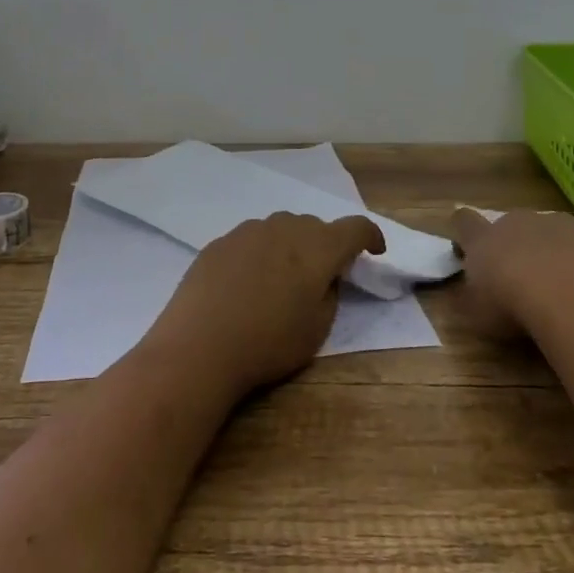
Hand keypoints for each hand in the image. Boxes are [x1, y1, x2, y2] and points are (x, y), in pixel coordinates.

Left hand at [142, 213, 386, 398]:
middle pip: (316, 226)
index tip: (374, 251)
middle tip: (323, 275)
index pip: (355, 228)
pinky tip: (248, 283)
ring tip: (282, 278)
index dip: (370, 236)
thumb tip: (323, 278)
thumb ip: (330, 294)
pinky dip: (260, 253)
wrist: (199, 346)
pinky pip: (251, 240)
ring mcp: (248, 231)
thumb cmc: (268, 342)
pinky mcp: (220, 242)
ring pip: (281, 228)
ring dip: (291, 246)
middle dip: (326, 245)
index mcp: (318, 248)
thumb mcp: (318, 329)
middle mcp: (285, 228)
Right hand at [450, 207, 573, 339]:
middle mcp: (515, 222)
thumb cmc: (512, 306)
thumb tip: (464, 293)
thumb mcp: (476, 314)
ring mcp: (555, 223)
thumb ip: (468, 298)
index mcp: (482, 239)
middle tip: (520, 277)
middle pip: (509, 225)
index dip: (464, 231)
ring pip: (547, 230)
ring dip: (548, 249)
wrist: (571, 295)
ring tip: (559, 284)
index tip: (467, 245)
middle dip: (512, 245)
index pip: (464, 222)